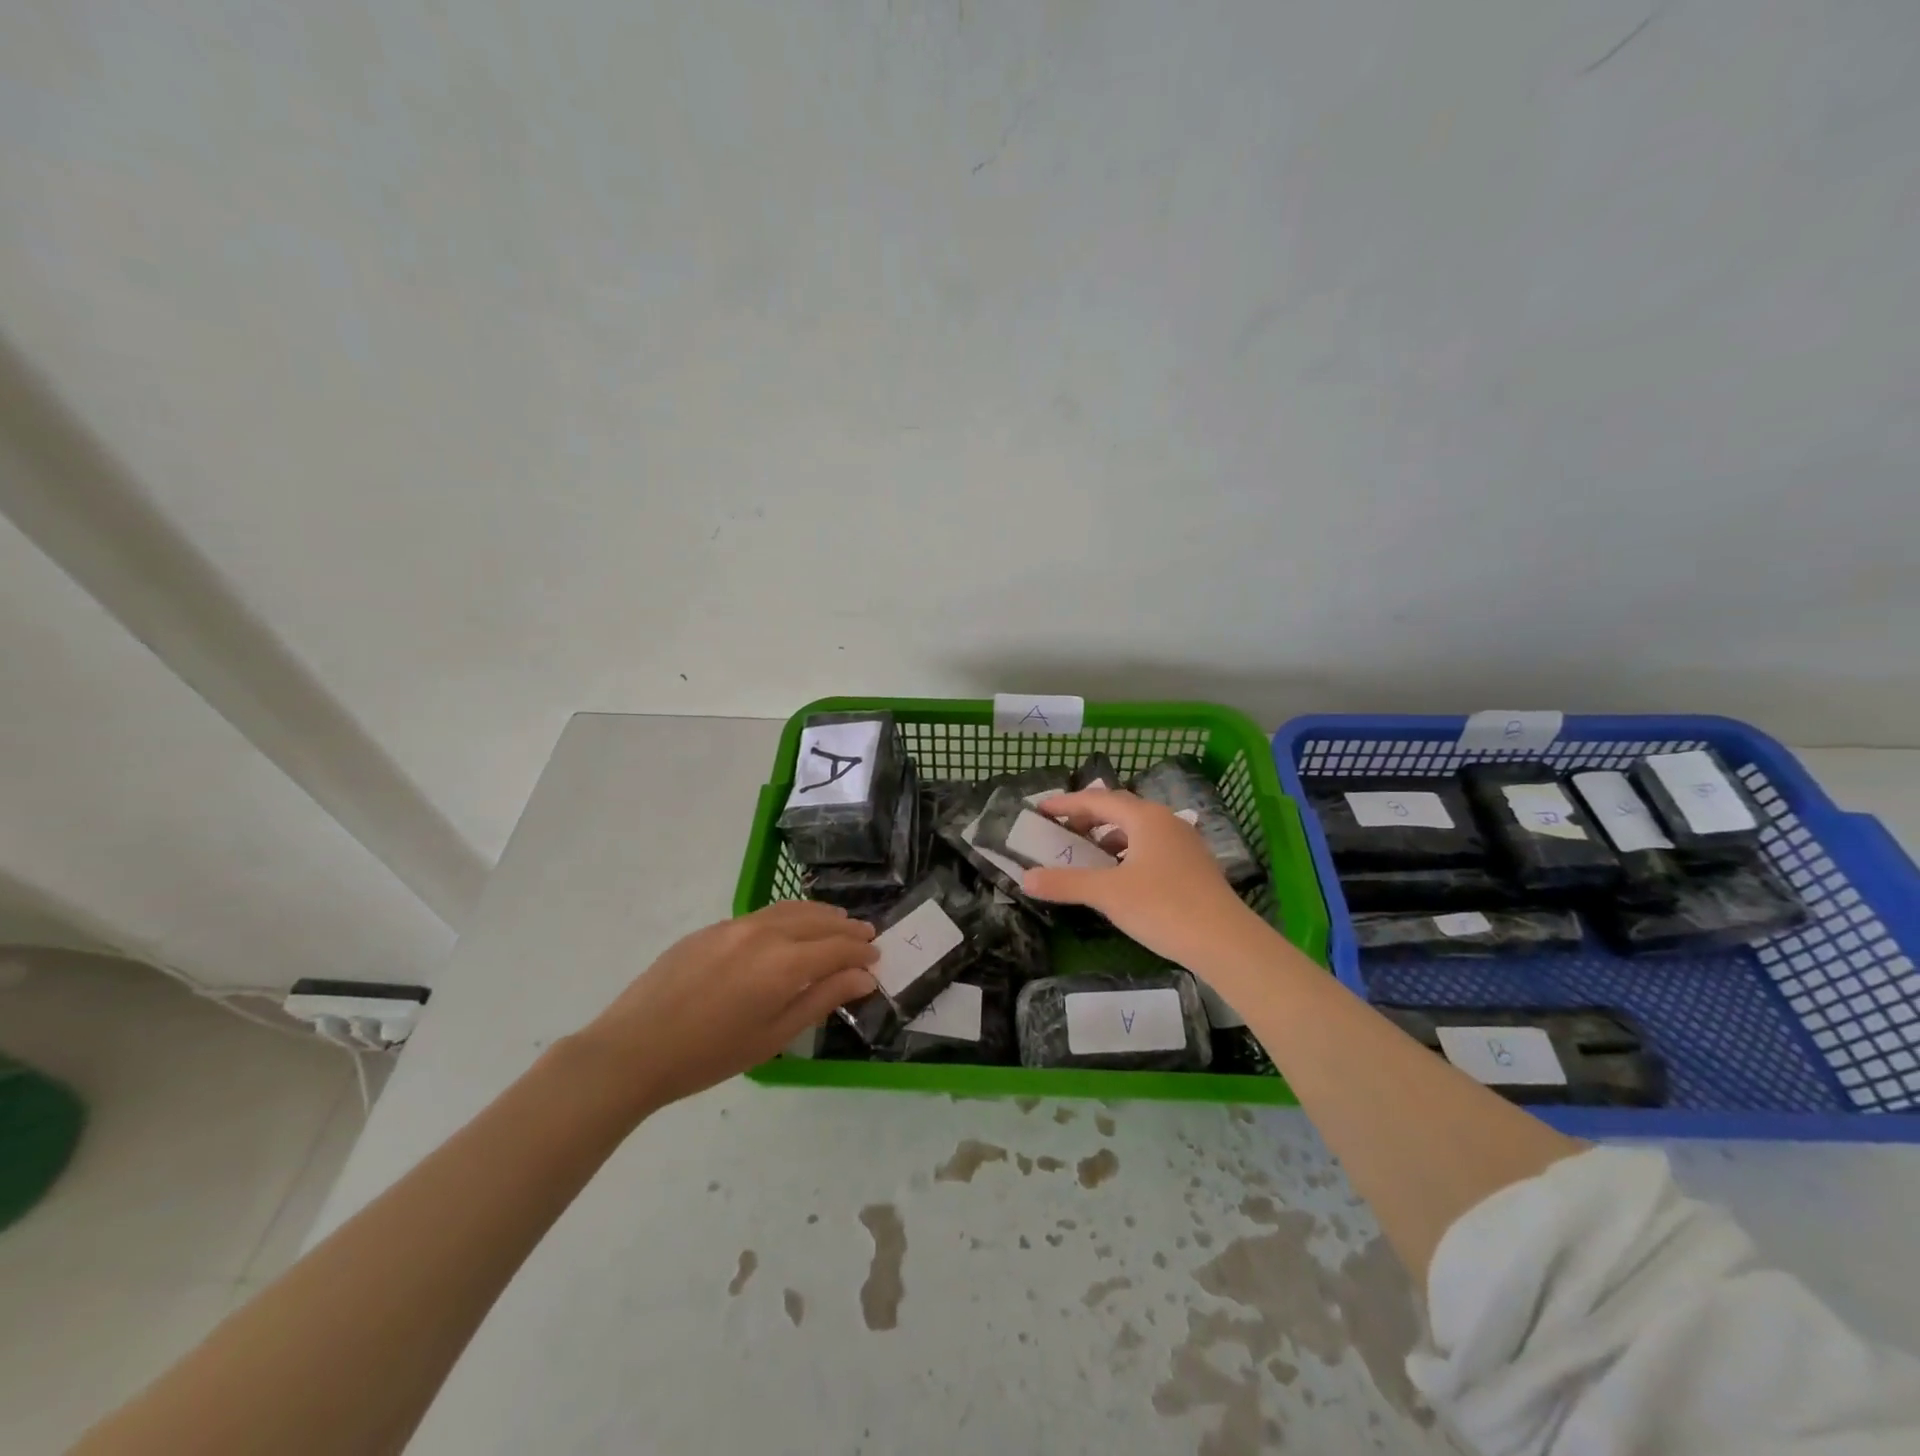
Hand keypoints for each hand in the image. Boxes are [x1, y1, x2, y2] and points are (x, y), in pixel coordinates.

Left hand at [572, 900, 877, 1112]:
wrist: (634, 1048)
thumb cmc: (710, 1055)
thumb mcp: (774, 1037)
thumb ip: (821, 1000)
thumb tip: (863, 977)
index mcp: (784, 964)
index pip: (837, 949)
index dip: (861, 953)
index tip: (877, 958)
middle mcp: (765, 933)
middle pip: (818, 922)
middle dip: (847, 929)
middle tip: (867, 936)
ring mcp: (737, 925)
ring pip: (791, 910)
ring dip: (820, 915)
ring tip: (838, 923)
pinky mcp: (713, 927)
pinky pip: (763, 914)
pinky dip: (789, 916)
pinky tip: (791, 927)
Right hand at [1023, 789, 1263, 968]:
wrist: (1226, 942)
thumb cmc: (1163, 907)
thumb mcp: (1108, 894)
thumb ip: (1065, 883)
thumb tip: (1026, 879)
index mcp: (1145, 817)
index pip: (1098, 799)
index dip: (1066, 803)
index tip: (1041, 809)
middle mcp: (1166, 821)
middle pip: (1119, 808)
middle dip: (1088, 816)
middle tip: (1061, 830)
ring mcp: (1184, 843)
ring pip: (1138, 828)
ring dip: (1109, 835)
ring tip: (1088, 854)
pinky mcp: (1194, 865)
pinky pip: (1152, 846)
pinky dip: (1128, 852)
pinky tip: (1121, 876)